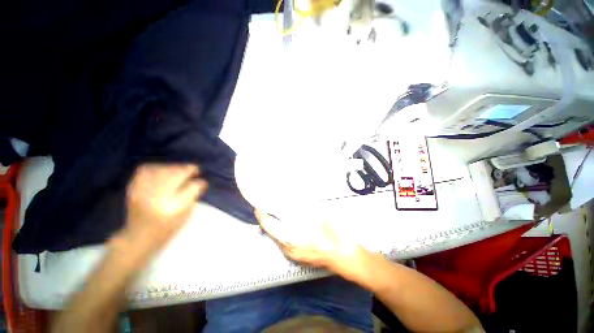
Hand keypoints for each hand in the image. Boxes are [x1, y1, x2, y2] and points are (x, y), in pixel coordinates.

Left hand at [123, 164, 207, 248]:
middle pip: (176, 175)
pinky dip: (156, 167)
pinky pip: (144, 171)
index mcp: (174, 208)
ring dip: (174, 167)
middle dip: (188, 169)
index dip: (199, 183)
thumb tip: (198, 182)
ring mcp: (143, 192)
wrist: (137, 238)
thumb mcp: (185, 216)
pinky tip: (163, 169)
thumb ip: (192, 197)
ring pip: (161, 170)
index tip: (203, 182)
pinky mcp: (132, 189)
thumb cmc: (166, 230)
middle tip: (194, 169)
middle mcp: (158, 198)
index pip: (192, 187)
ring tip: (180, 169)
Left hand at [256, 210, 367, 281]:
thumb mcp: (317, 216)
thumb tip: (294, 198)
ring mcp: (292, 255)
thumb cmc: (330, 235)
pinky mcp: (297, 256)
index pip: (269, 225)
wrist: (343, 256)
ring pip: (276, 238)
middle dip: (267, 220)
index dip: (262, 215)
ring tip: (274, 214)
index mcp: (290, 239)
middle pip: (270, 233)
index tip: (258, 205)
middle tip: (267, 207)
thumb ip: (303, 207)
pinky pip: (283, 242)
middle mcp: (287, 249)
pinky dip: (281, 232)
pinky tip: (286, 225)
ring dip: (274, 226)